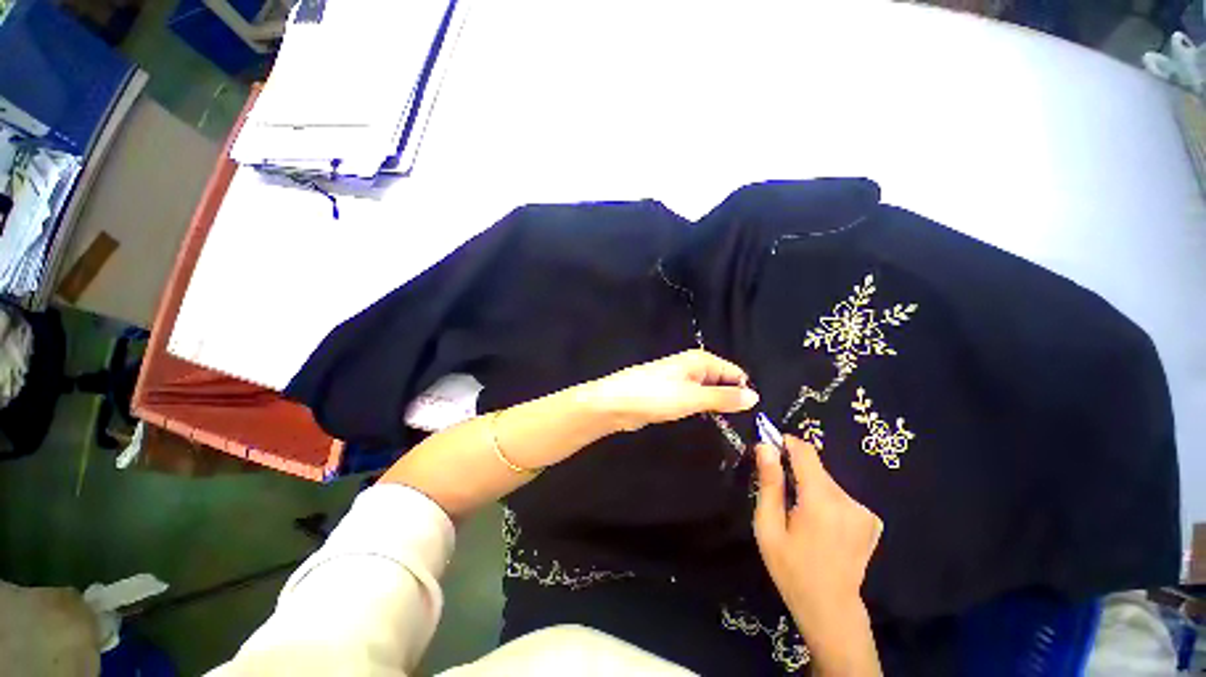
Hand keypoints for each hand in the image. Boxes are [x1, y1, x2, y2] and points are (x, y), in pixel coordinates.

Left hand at [582, 349, 759, 431]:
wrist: (616, 404)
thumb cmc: (655, 395)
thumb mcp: (693, 397)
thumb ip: (724, 397)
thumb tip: (755, 396)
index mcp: (700, 360)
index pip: (734, 372)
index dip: (744, 391)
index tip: (755, 415)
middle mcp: (693, 367)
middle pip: (722, 382)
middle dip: (732, 400)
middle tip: (746, 425)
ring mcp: (681, 381)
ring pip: (708, 393)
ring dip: (717, 406)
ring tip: (731, 426)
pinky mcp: (671, 395)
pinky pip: (695, 400)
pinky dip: (702, 409)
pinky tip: (708, 422)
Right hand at [753, 436, 883, 674]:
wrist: (831, 608)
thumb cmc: (791, 568)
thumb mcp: (768, 527)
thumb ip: (769, 483)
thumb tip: (765, 447)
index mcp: (820, 500)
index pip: (805, 451)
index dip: (786, 443)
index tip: (769, 448)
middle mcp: (847, 499)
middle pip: (816, 468)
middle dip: (795, 472)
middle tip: (780, 495)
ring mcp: (864, 511)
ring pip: (827, 483)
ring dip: (810, 488)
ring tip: (800, 515)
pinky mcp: (871, 520)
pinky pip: (840, 497)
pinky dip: (827, 502)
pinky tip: (822, 526)